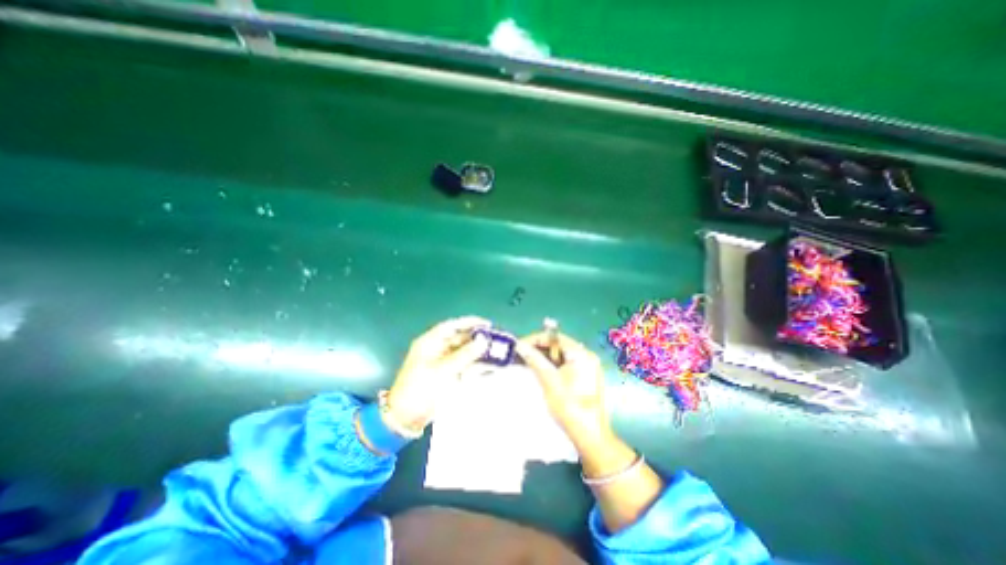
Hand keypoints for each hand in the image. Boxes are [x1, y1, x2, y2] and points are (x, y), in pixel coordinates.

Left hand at [385, 316, 491, 430]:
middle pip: (460, 338)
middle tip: (496, 340)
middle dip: (477, 339)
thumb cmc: (421, 388)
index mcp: (430, 342)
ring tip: (496, 353)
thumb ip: (465, 355)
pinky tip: (487, 366)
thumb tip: (484, 340)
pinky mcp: (446, 374)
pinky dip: (474, 364)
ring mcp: (442, 362)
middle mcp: (437, 348)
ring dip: (478, 352)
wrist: (406, 417)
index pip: (452, 326)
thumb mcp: (443, 370)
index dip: (470, 322)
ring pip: (464, 352)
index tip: (487, 324)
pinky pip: (463, 364)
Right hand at [518, 328, 666, 532]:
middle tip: (520, 357)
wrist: (592, 439)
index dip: (535, 339)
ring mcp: (585, 367)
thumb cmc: (573, 412)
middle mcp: (585, 356)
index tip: (518, 346)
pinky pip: (562, 363)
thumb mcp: (551, 385)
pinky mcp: (582, 377)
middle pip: (557, 343)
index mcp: (581, 355)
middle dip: (538, 348)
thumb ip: (536, 362)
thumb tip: (521, 346)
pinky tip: (539, 373)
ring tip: (526, 364)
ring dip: (543, 357)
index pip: (554, 336)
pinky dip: (549, 365)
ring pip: (559, 354)